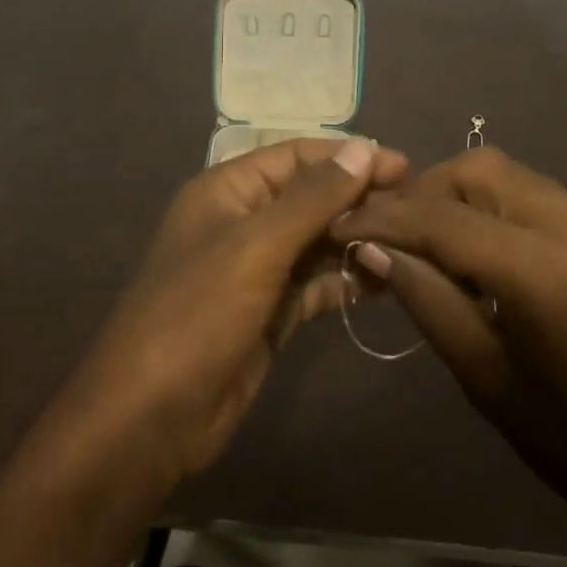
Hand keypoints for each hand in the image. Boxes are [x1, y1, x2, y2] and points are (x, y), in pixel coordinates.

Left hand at [63, 136, 406, 481]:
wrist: (150, 418)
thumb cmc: (197, 314)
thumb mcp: (256, 246)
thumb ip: (313, 198)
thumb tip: (364, 148)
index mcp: (229, 191)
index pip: (297, 157)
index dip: (349, 157)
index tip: (404, 167)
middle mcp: (243, 222)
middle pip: (311, 197)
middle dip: (358, 200)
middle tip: (415, 211)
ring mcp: (256, 269)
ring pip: (316, 241)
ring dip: (356, 241)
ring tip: (407, 247)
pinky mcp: (269, 312)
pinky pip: (314, 283)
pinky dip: (344, 281)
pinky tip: (381, 284)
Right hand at [332, 147, 566, 552]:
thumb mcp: (486, 377)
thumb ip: (428, 301)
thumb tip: (373, 250)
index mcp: (543, 270)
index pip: (443, 219)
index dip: (385, 218)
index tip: (340, 226)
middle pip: (478, 170)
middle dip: (423, 191)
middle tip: (387, 234)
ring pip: (507, 175)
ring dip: (456, 193)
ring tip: (421, 239)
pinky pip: (532, 196)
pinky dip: (490, 205)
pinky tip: (471, 250)